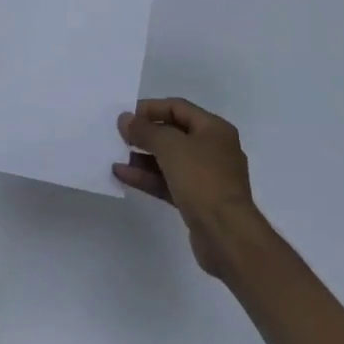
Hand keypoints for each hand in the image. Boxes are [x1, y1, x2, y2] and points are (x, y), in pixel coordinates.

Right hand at [115, 97, 264, 279]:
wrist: (227, 235)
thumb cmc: (202, 180)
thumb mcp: (170, 146)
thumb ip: (145, 130)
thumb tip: (125, 119)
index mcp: (214, 129)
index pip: (177, 108)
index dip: (150, 108)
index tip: (126, 116)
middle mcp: (213, 149)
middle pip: (173, 134)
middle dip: (145, 134)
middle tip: (118, 136)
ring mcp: (206, 177)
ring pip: (169, 160)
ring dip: (142, 157)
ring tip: (116, 156)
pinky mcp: (198, 201)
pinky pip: (168, 182)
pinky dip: (148, 177)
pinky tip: (123, 175)